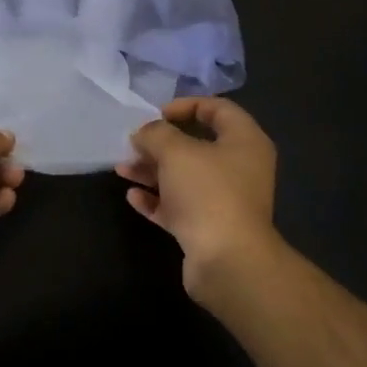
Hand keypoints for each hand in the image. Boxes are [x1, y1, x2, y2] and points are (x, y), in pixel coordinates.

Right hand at [117, 97, 280, 301]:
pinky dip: (157, 200)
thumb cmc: (207, 192)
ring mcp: (226, 200)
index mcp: (244, 141)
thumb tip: (145, 133)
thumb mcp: (176, 151)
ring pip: (184, 177)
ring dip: (152, 171)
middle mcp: (240, 168)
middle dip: (161, 143)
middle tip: (134, 143)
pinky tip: (133, 197)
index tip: (157, 114)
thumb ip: (156, 134)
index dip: (186, 105)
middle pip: (197, 145)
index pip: (218, 109)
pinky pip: (180, 206)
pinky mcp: (210, 228)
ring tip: (122, 169)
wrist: (227, 261)